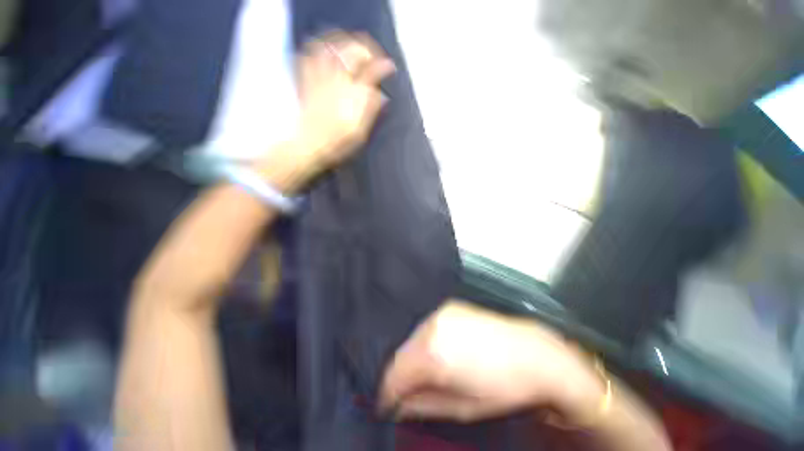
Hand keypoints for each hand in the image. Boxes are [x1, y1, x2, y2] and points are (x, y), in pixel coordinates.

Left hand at [294, 32, 395, 172]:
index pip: (372, 71)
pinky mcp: (306, 80)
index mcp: (354, 96)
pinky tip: (325, 50)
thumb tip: (382, 95)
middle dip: (366, 49)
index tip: (389, 67)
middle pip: (352, 52)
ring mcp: (320, 78)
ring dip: (344, 42)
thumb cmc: (338, 144)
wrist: (310, 145)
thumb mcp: (361, 132)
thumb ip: (371, 110)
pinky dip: (319, 48)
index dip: (383, 66)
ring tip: (351, 46)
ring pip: (332, 47)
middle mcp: (338, 81)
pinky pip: (310, 55)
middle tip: (372, 56)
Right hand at [379, 301, 605, 423]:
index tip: (386, 404)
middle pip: (400, 353)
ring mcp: (440, 313)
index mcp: (433, 353)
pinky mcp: (447, 307)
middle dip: (400, 375)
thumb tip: (398, 405)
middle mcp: (432, 326)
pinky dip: (423, 342)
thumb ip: (422, 405)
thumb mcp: (461, 408)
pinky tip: (436, 353)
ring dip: (411, 357)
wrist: (532, 353)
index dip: (387, 393)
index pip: (394, 374)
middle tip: (405, 393)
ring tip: (424, 374)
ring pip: (411, 338)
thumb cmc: (503, 385)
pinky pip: (424, 326)